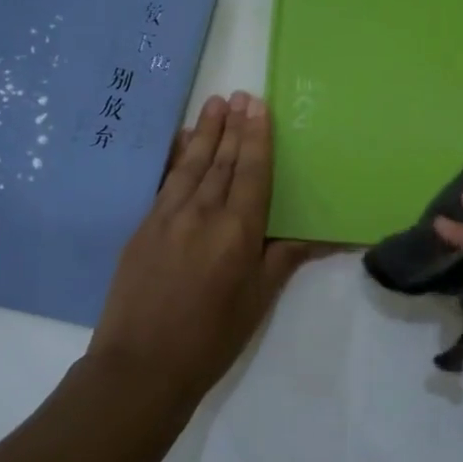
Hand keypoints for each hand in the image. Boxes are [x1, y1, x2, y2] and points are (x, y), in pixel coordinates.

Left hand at [90, 91, 318, 410]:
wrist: (141, 366)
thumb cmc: (211, 337)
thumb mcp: (258, 300)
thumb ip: (284, 258)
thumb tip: (321, 235)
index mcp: (237, 231)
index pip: (251, 173)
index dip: (257, 138)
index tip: (258, 107)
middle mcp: (203, 214)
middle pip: (222, 161)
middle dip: (233, 127)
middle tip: (241, 96)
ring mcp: (167, 217)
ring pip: (192, 164)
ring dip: (205, 132)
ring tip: (215, 104)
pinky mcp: (143, 227)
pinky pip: (164, 181)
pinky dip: (175, 157)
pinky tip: (181, 141)